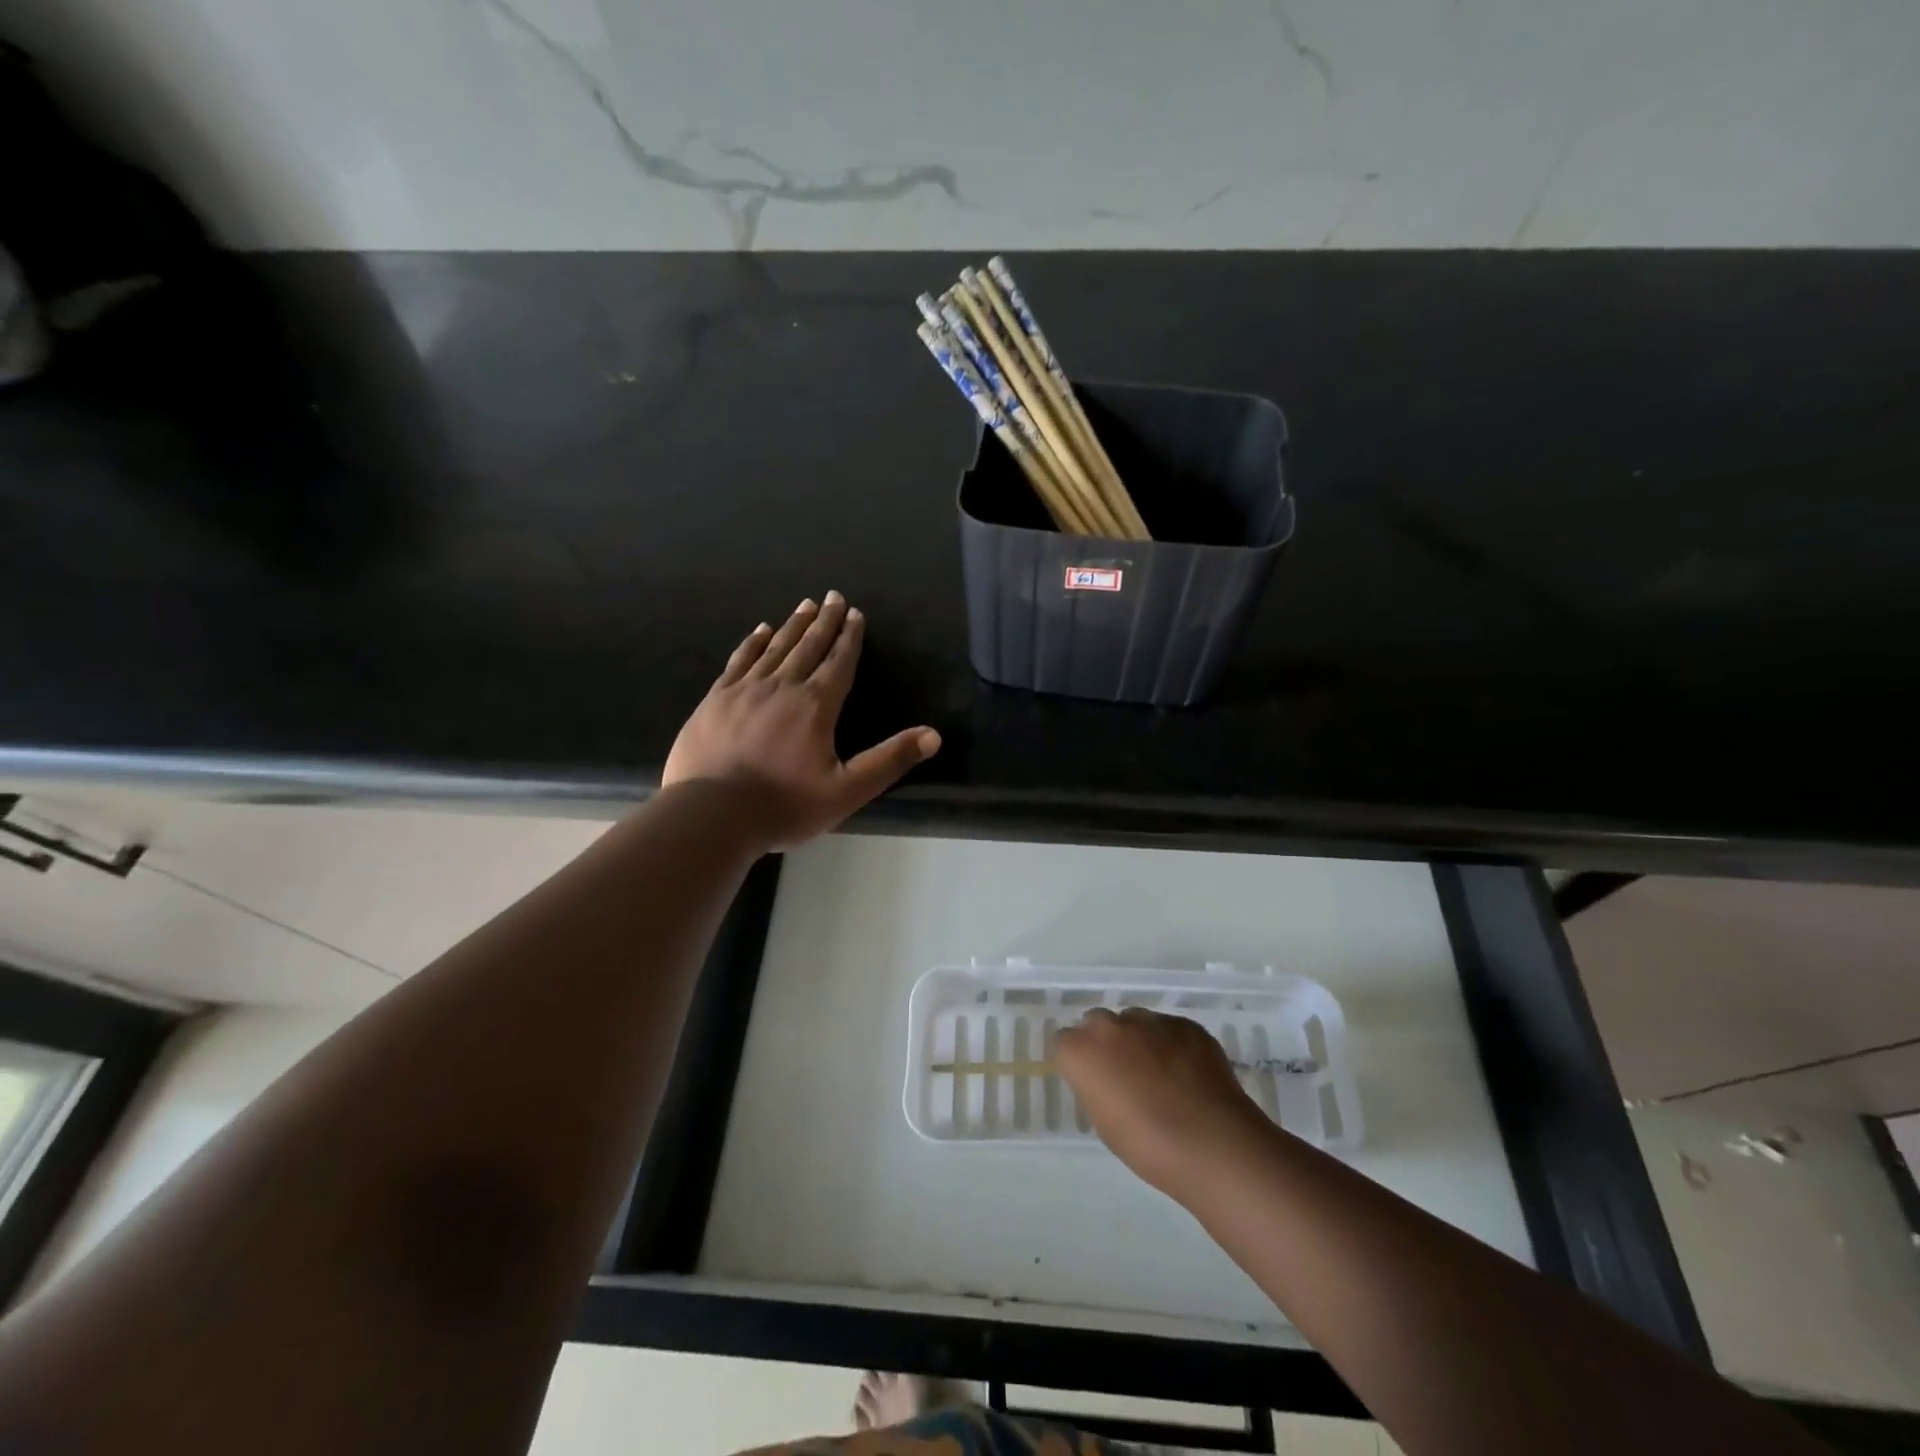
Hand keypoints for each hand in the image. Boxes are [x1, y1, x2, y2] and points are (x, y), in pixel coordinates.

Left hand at [662, 594, 940, 849]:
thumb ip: (889, 761)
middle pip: (808, 646)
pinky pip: (740, 660)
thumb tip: (934, 736)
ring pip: (775, 647)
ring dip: (793, 625)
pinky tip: (761, 630)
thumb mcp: (847, 791)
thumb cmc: (784, 806)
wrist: (712, 815)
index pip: (839, 663)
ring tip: (805, 605)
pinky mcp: (715, 699)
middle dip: (825, 621)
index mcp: (816, 706)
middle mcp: (782, 687)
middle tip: (834, 597)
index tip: (856, 613)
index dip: (850, 638)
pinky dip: (753, 642)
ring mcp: (745, 690)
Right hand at [1054, 1007, 1270, 1196]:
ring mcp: (1151, 1020)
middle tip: (1123, 1075)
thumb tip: (1104, 1078)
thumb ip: (1095, 1087)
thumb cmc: (1148, 1145)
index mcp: (1082, 1051)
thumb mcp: (1104, 1123)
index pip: (1064, 1043)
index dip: (1077, 1063)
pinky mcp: (1185, 1024)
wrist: (1212, 1143)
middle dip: (1105, 1043)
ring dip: (1138, 1040)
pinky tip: (1188, 1074)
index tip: (1091, 1082)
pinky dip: (1171, 1045)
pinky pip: (1168, 1029)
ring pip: (1134, 1022)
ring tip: (1161, 1074)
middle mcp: (1111, 1025)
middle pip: (1097, 1023)